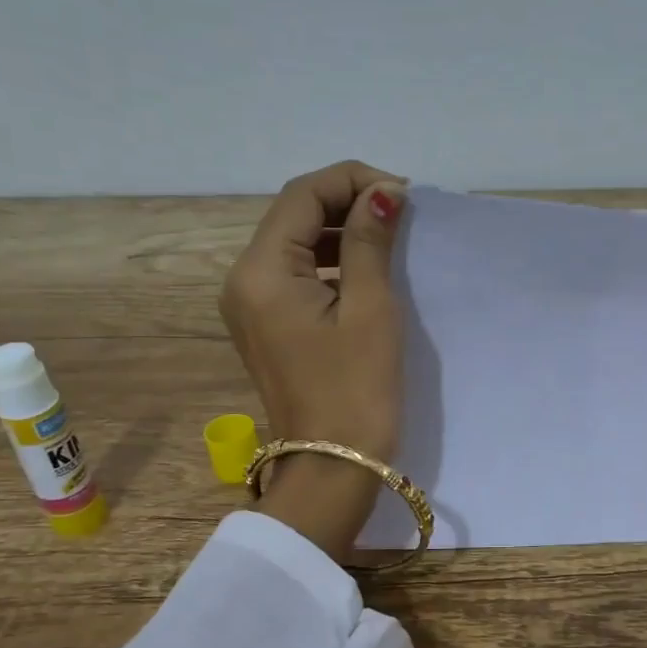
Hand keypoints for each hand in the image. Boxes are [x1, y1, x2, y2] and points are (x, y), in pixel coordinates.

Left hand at [220, 161, 406, 559]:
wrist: (332, 466)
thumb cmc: (355, 390)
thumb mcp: (370, 310)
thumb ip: (370, 243)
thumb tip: (384, 193)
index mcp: (261, 271)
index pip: (302, 196)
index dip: (353, 181)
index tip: (402, 193)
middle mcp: (244, 279)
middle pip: (294, 214)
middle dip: (347, 201)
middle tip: (401, 211)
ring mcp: (251, 304)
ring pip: (294, 242)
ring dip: (340, 230)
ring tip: (390, 235)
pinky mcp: (267, 324)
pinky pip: (295, 273)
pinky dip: (329, 261)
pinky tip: (365, 268)